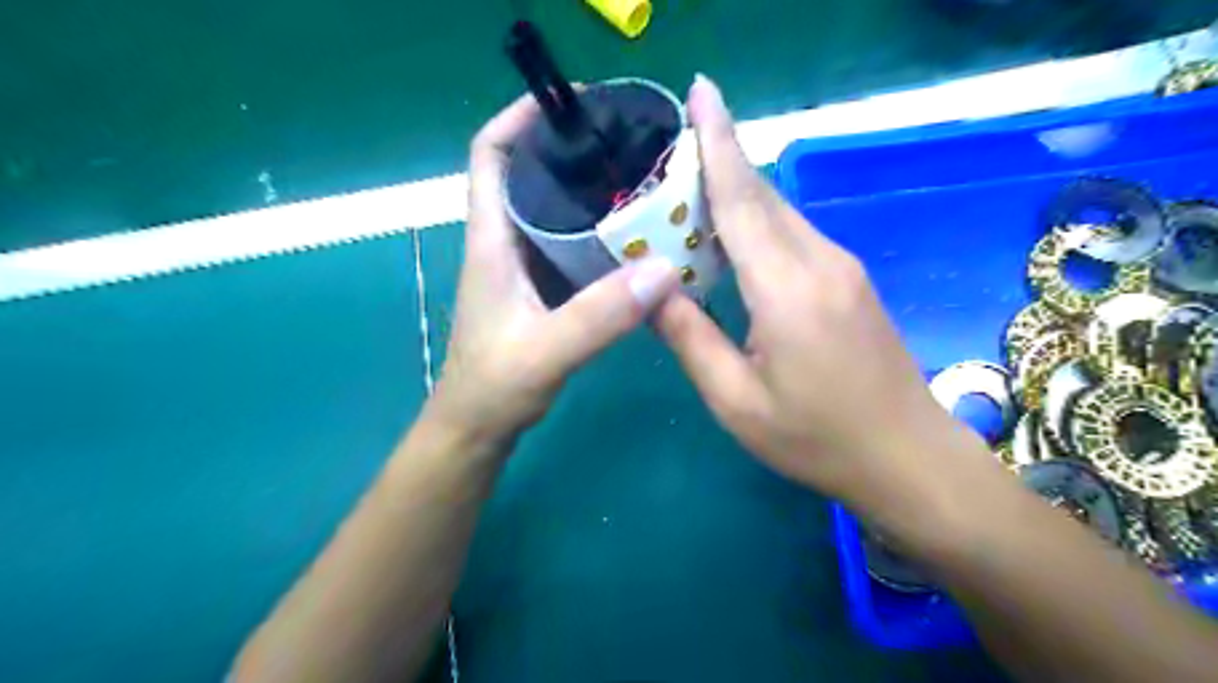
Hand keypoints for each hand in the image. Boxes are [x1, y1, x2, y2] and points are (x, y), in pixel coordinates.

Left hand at [424, 93, 675, 450]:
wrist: (478, 428)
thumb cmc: (495, 387)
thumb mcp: (546, 351)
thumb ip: (599, 316)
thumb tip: (665, 268)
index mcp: (491, 241)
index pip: (490, 156)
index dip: (518, 119)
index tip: (568, 104)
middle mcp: (505, 243)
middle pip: (529, 174)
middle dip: (569, 150)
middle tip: (627, 144)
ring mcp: (524, 267)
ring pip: (553, 211)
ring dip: (588, 192)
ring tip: (639, 182)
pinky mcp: (541, 289)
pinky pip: (570, 246)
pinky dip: (598, 234)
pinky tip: (634, 240)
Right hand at [651, 78, 981, 509]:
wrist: (908, 458)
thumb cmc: (815, 439)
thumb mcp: (735, 400)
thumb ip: (690, 338)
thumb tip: (651, 288)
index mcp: (786, 289)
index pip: (740, 199)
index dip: (717, 141)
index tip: (701, 91)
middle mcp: (819, 260)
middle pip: (760, 194)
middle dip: (719, 159)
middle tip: (672, 147)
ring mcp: (842, 266)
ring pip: (779, 211)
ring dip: (735, 191)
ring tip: (688, 188)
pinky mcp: (850, 279)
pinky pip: (794, 233)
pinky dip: (757, 221)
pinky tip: (731, 235)